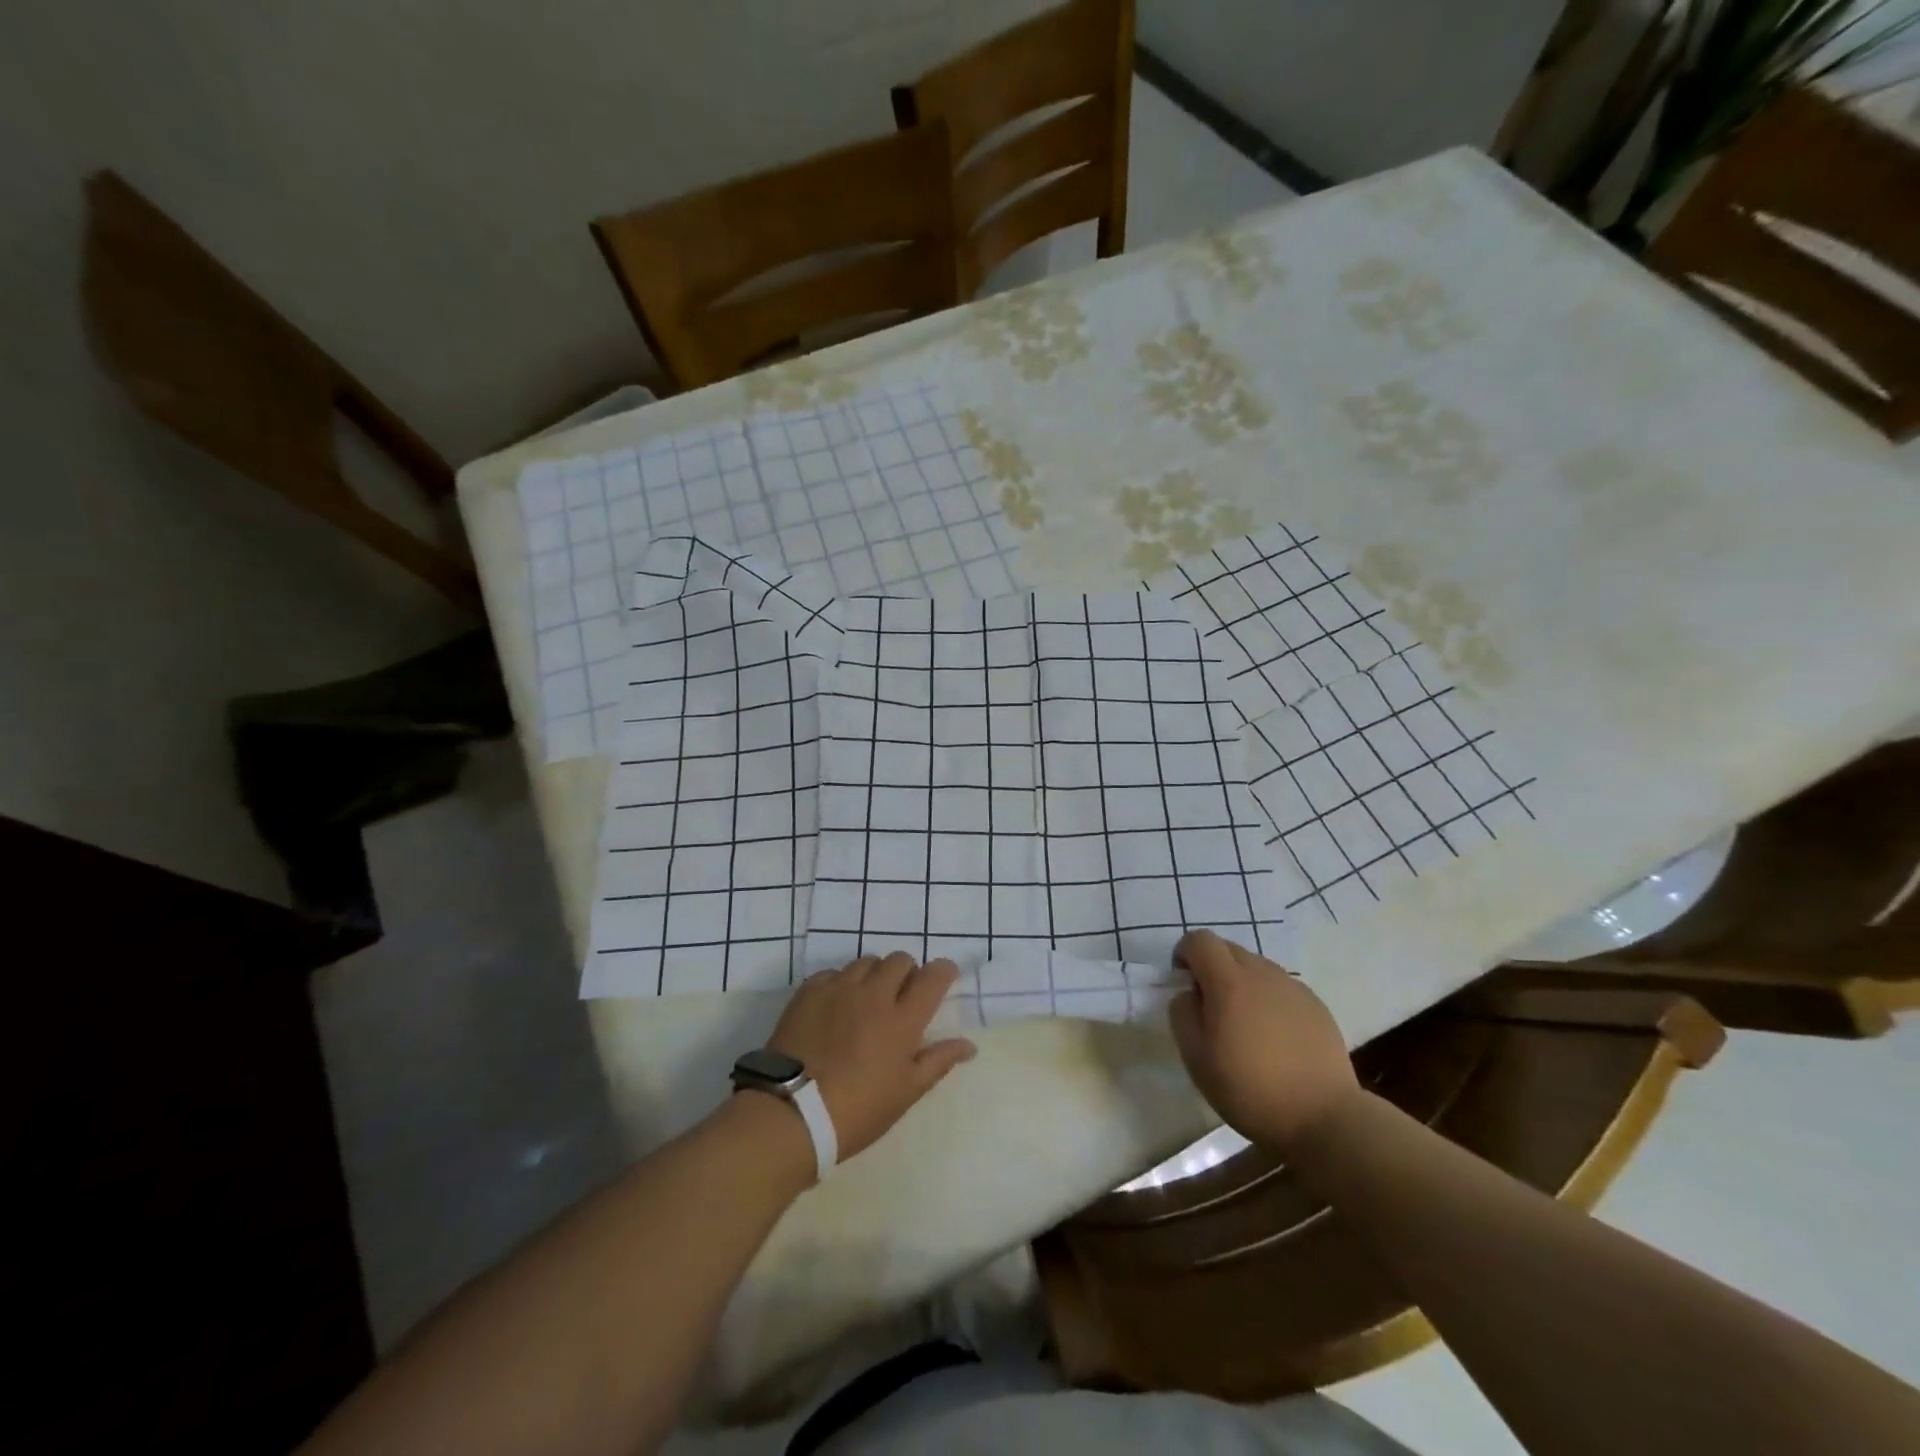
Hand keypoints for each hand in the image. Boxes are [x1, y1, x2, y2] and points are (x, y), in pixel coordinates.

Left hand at [766, 952, 976, 1161]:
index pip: (934, 976)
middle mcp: (874, 994)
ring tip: (868, 1000)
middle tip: (902, 996)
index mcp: (903, 1018)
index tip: (944, 978)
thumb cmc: (858, 1110)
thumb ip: (939, 1061)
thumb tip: (969, 1045)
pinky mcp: (810, 991)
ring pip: (867, 962)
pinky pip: (834, 972)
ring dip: (875, 975)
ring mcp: (839, 988)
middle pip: (900, 960)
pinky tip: (837, 1006)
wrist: (792, 1113)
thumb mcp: (906, 1093)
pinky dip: (842, 983)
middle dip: (907, 972)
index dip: (944, 971)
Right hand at [1168, 929, 1359, 1153]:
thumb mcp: (1196, 1058)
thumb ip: (1182, 1014)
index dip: (1185, 954)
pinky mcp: (1316, 1005)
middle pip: (1228, 949)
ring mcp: (1293, 987)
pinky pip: (1281, 987)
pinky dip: (1268, 999)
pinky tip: (1274, 1037)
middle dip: (1211, 967)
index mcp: (1229, 982)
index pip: (1200, 940)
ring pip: (1256, 967)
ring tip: (1245, 1025)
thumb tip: (1188, 994)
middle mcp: (1262, 973)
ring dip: (1241, 983)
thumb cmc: (1250, 1089)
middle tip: (1211, 1007)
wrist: (1323, 1118)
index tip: (1184, 984)